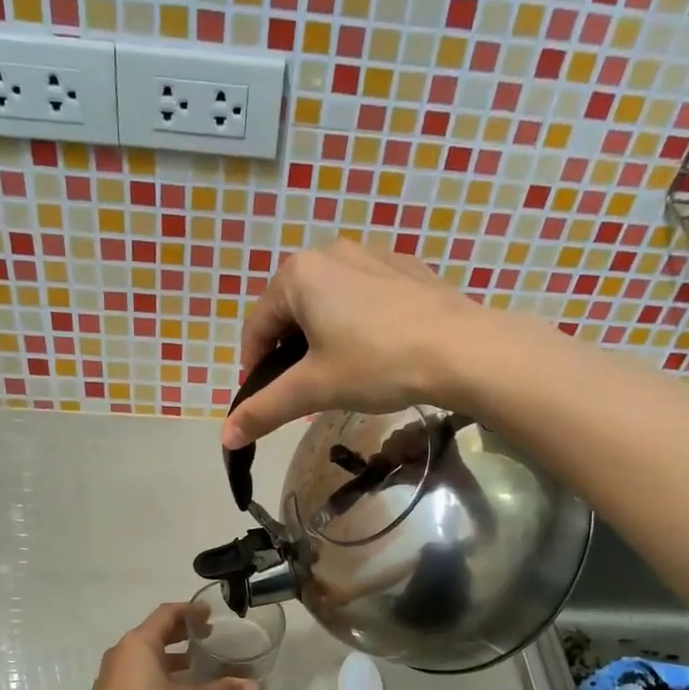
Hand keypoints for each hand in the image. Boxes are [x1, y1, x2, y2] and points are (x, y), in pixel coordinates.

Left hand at [78, 602, 256, 689]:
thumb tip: (256, 688)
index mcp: (138, 643)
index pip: (166, 613)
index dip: (190, 611)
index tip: (210, 614)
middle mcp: (122, 652)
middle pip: (155, 632)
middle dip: (182, 633)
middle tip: (208, 637)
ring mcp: (112, 675)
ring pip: (145, 655)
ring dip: (170, 656)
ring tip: (196, 665)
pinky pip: (137, 673)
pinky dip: (158, 673)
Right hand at [223, 238, 482, 448]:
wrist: (462, 349)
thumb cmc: (376, 364)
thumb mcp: (314, 389)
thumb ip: (265, 409)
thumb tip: (226, 437)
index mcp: (299, 274)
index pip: (257, 325)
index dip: (253, 366)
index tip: (263, 399)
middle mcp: (330, 252)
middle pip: (292, 309)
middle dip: (290, 351)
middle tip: (305, 390)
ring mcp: (372, 255)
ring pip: (330, 301)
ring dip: (323, 337)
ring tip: (342, 373)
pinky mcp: (406, 268)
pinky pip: (365, 296)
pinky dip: (358, 322)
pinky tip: (377, 352)